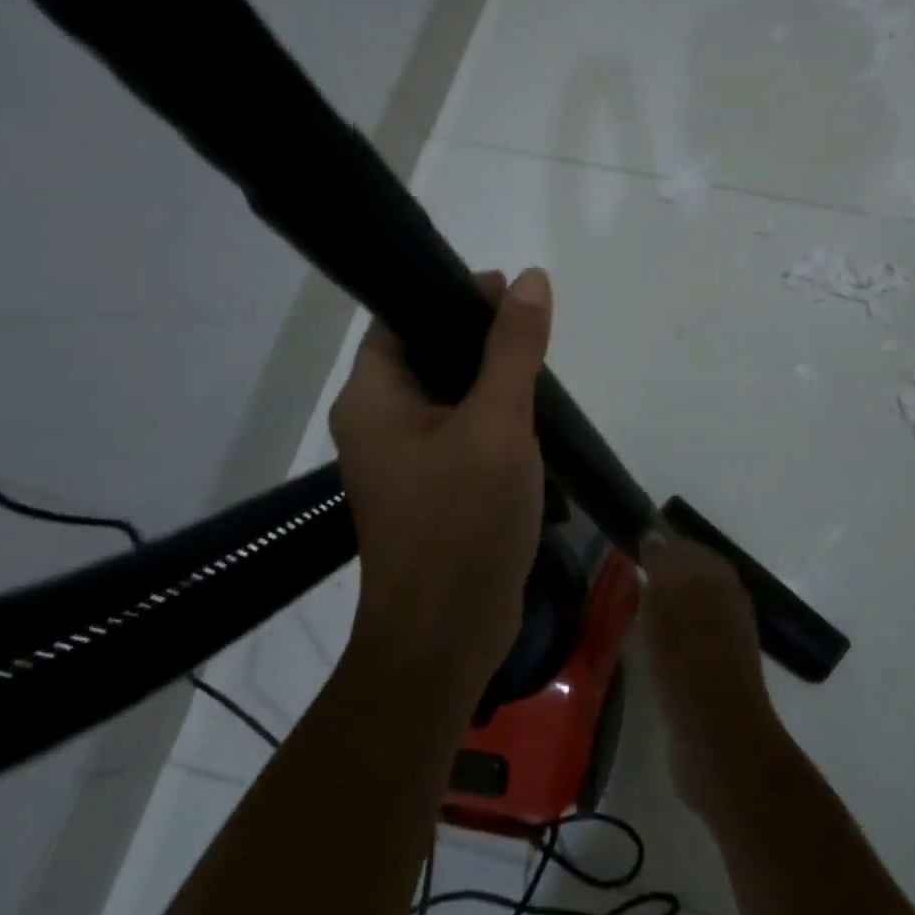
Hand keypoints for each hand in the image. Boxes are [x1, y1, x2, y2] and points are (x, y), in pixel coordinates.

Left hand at [329, 267, 551, 708]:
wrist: (449, 636)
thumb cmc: (463, 522)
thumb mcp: (497, 425)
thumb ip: (513, 349)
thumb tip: (531, 278)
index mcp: (373, 397)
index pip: (403, 317)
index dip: (452, 295)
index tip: (510, 290)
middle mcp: (378, 421)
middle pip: (429, 353)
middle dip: (481, 337)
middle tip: (535, 327)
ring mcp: (405, 458)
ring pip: (450, 393)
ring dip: (492, 378)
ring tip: (541, 366)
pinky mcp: (432, 486)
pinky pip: (461, 430)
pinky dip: (494, 416)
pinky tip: (533, 416)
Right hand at [640, 536, 781, 822]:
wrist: (717, 735)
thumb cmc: (688, 655)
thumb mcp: (669, 597)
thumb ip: (663, 562)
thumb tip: (655, 534)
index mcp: (720, 579)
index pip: (689, 549)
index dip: (663, 545)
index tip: (634, 547)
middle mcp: (728, 604)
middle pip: (692, 579)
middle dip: (665, 576)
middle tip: (628, 576)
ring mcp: (724, 643)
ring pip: (690, 611)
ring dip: (666, 608)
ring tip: (632, 609)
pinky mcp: (713, 677)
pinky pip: (686, 643)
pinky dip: (668, 639)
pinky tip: (648, 646)